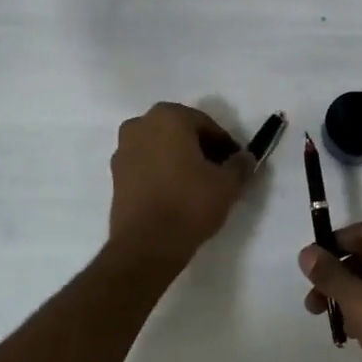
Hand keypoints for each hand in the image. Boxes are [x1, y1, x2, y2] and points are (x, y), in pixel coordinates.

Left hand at [106, 103, 253, 279]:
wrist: (146, 245)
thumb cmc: (189, 203)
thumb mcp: (227, 184)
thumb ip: (240, 165)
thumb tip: (246, 158)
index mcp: (168, 116)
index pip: (206, 125)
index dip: (225, 145)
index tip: (236, 164)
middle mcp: (140, 125)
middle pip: (180, 132)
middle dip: (200, 149)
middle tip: (219, 173)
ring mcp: (123, 149)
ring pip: (161, 148)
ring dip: (179, 160)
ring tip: (197, 186)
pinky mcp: (115, 175)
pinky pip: (146, 165)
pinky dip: (161, 173)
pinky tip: (176, 195)